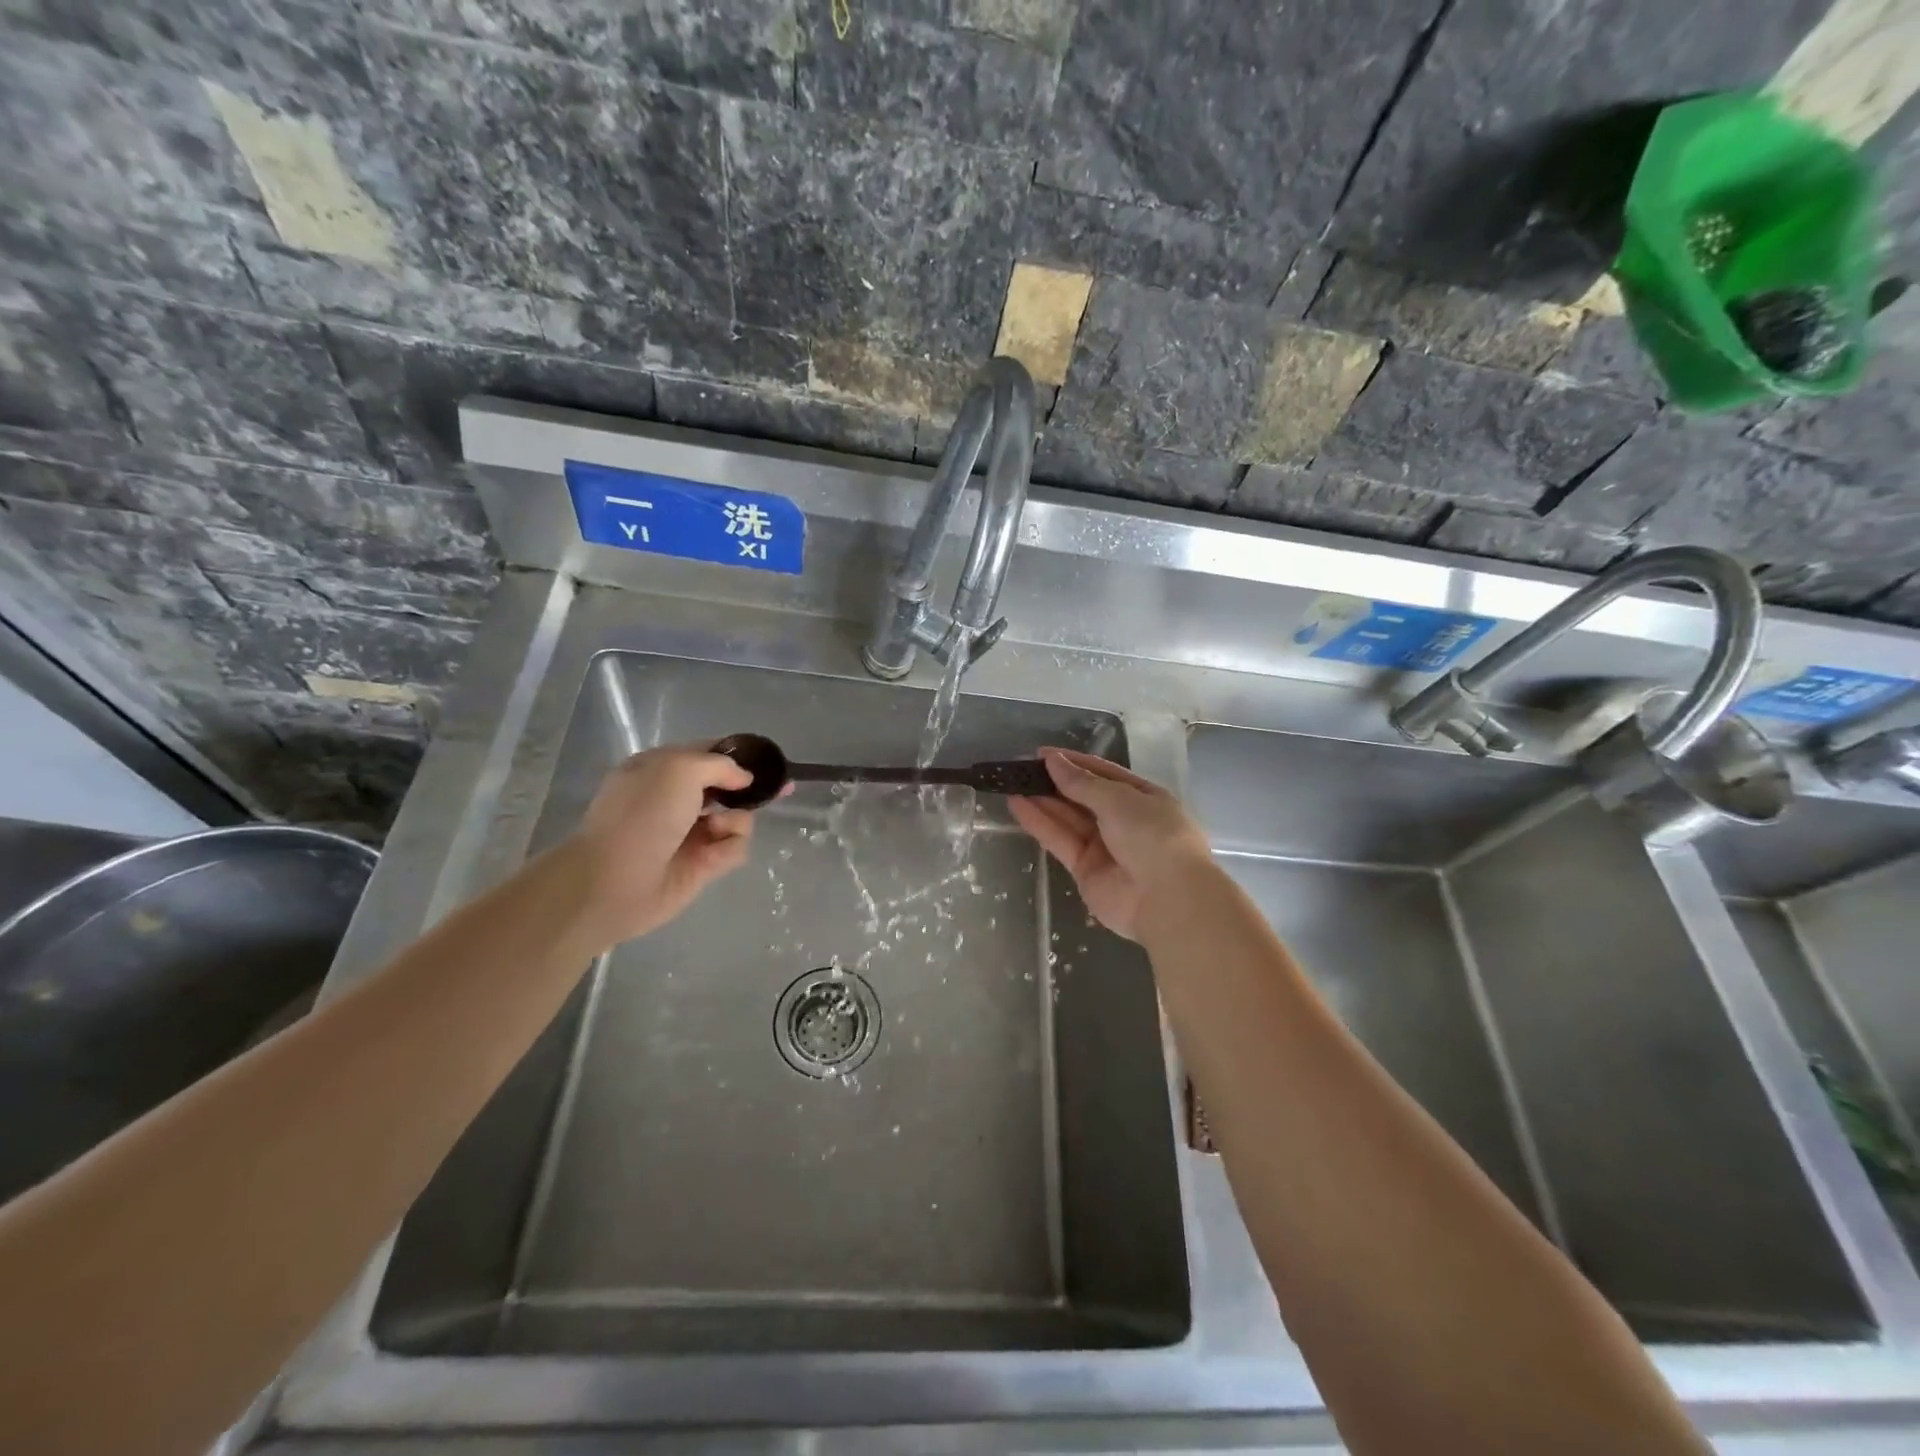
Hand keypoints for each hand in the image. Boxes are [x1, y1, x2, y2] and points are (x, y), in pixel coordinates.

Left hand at [568, 744, 767, 944]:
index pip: (708, 753)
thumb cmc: (643, 815)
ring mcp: (691, 833)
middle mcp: (677, 799)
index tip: (767, 760)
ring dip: (736, 821)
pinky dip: (728, 849)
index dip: (739, 755)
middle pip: (728, 787)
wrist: (615, 881)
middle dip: (751, 789)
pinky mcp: (702, 864)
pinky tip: (712, 855)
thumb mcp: (680, 769)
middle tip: (782, 789)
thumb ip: (720, 765)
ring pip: (737, 818)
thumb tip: (743, 779)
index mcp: (662, 769)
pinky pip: (734, 848)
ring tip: (716, 831)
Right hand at [1009, 747, 1213, 939]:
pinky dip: (1040, 824)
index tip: (1043, 754)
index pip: (1104, 774)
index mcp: (1144, 798)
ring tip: (1012, 782)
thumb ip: (1081, 783)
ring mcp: (1105, 847)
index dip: (1074, 763)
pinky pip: (1060, 841)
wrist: (1167, 900)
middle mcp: (1125, 821)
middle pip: (1083, 797)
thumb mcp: (1119, 799)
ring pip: (1069, 819)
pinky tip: (1017, 804)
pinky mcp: (1085, 870)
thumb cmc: (1153, 836)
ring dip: (1042, 801)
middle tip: (1022, 768)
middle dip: (1055, 782)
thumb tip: (1053, 760)